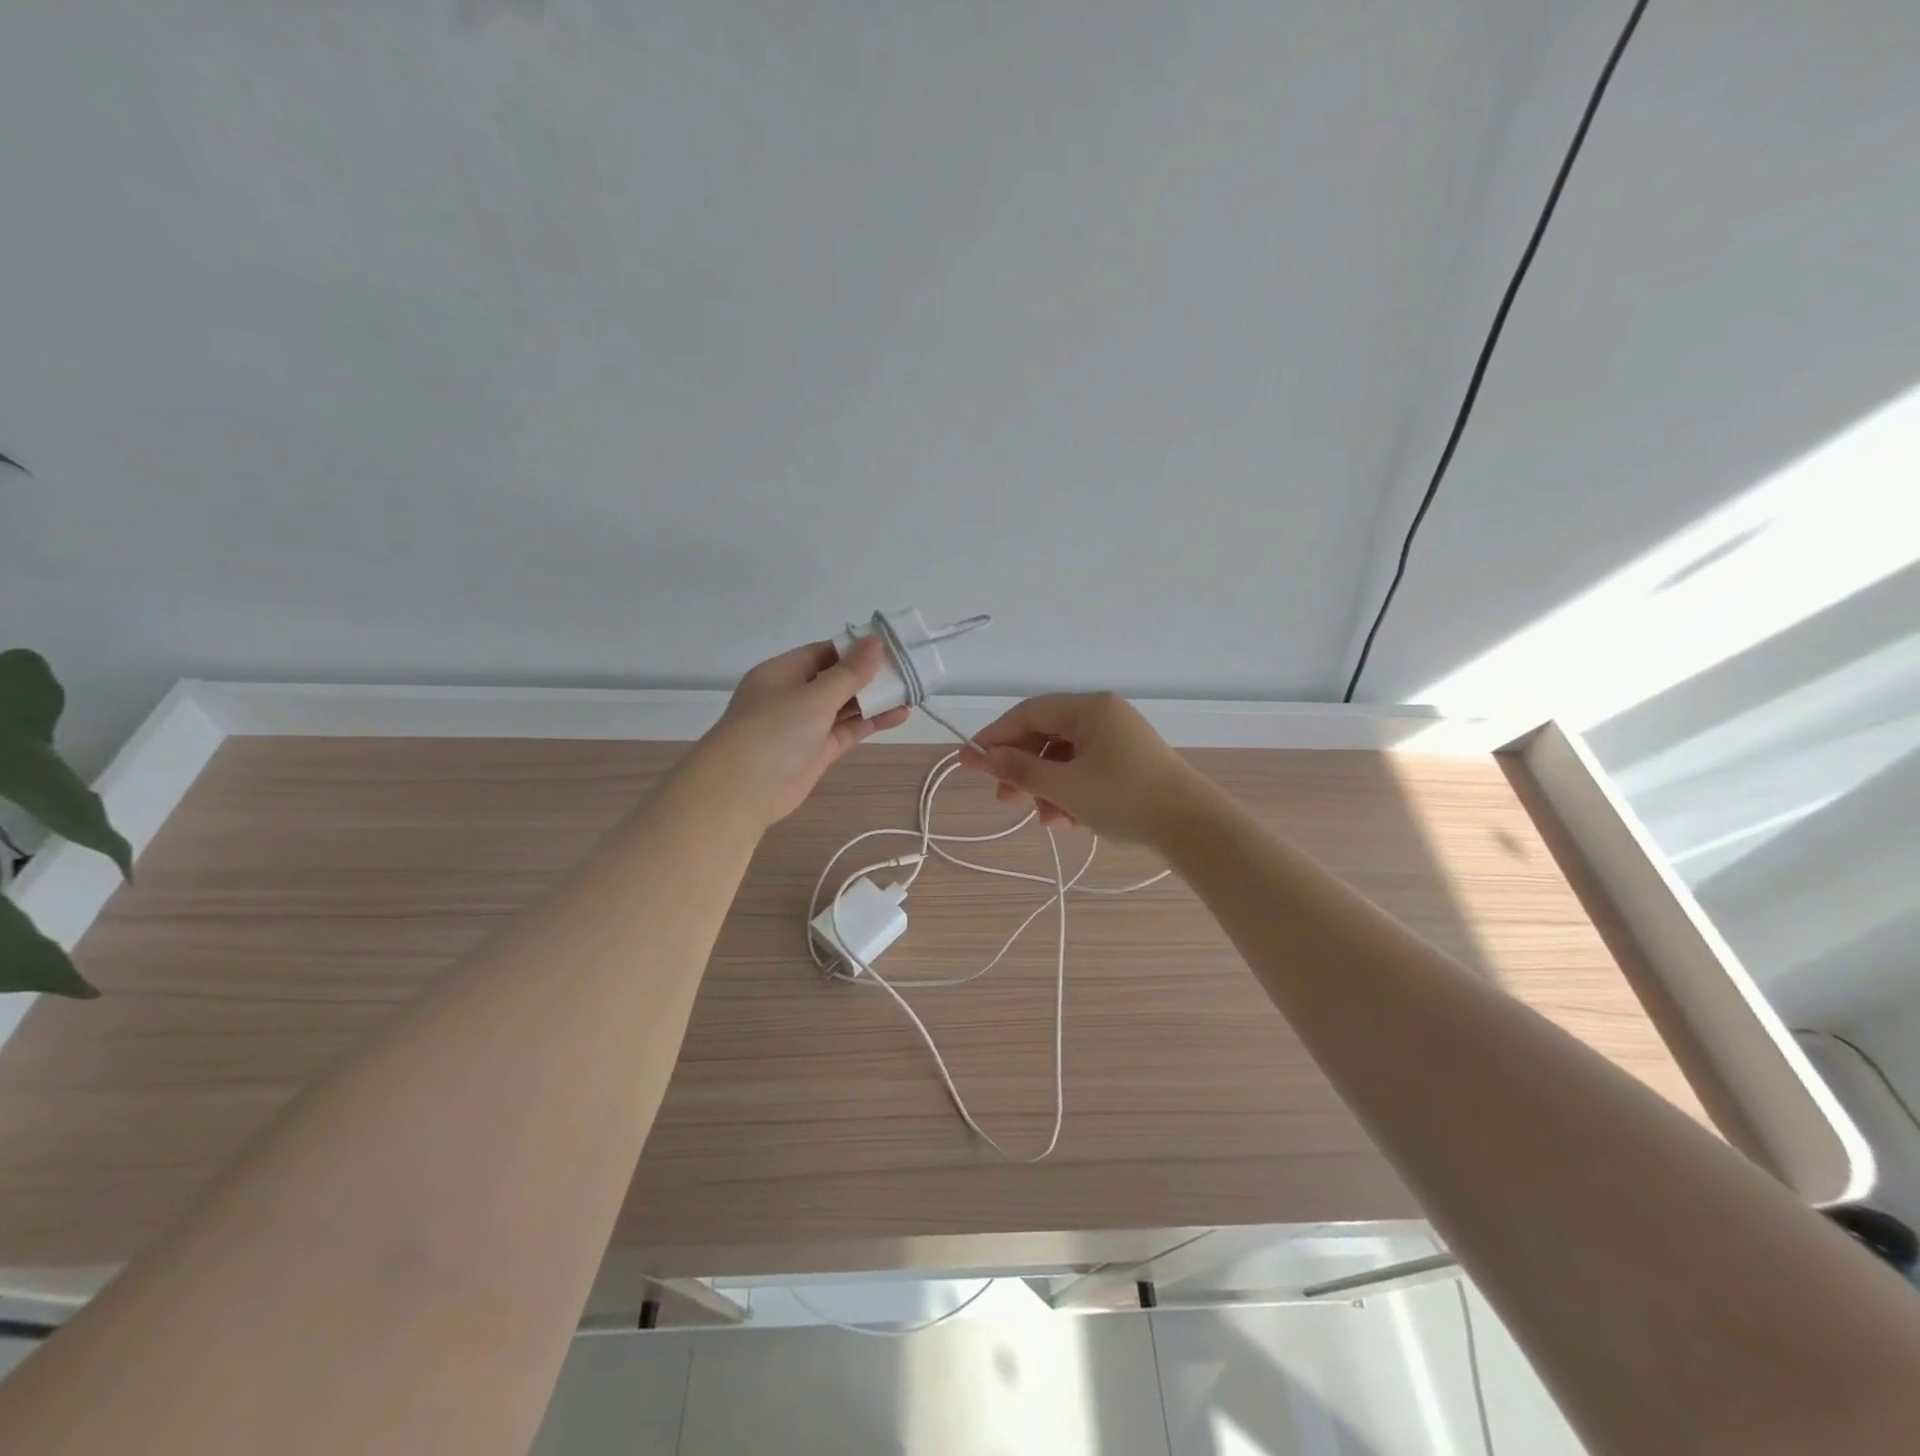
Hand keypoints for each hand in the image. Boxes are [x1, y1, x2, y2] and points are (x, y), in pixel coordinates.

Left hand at [697, 638, 910, 828]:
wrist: (742, 790)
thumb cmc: (774, 730)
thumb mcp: (815, 695)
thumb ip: (850, 672)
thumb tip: (875, 641)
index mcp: (782, 672)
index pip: (824, 653)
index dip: (856, 649)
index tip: (890, 647)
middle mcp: (792, 695)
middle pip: (836, 679)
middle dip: (870, 675)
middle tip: (908, 670)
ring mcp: (805, 725)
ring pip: (844, 706)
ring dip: (875, 700)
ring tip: (911, 692)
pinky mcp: (817, 752)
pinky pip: (847, 730)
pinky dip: (871, 722)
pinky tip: (899, 715)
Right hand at [957, 692, 1201, 846]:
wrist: (1193, 827)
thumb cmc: (1124, 798)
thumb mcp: (1064, 786)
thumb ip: (1019, 770)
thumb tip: (980, 757)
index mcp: (1089, 708)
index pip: (1029, 713)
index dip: (995, 737)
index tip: (969, 761)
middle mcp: (1103, 715)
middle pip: (1046, 735)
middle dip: (1022, 769)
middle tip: (1003, 799)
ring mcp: (1118, 738)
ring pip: (1065, 757)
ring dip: (1046, 787)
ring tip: (1044, 820)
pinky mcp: (1128, 762)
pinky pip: (1086, 769)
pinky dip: (1070, 791)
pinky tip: (1068, 820)